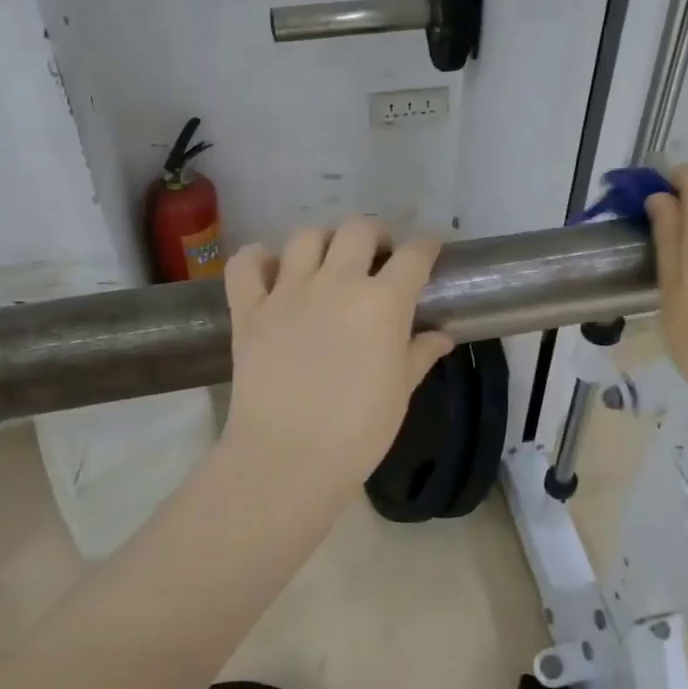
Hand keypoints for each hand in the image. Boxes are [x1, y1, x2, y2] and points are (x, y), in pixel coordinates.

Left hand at [220, 219, 454, 488]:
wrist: (288, 459)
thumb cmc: (358, 431)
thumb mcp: (400, 392)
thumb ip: (420, 355)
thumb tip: (442, 335)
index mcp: (382, 302)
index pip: (414, 256)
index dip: (427, 246)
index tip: (430, 249)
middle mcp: (336, 283)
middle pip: (358, 229)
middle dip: (375, 233)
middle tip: (377, 256)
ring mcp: (287, 292)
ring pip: (305, 236)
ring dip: (322, 240)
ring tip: (327, 260)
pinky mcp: (249, 309)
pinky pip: (246, 264)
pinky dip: (257, 259)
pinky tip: (270, 271)